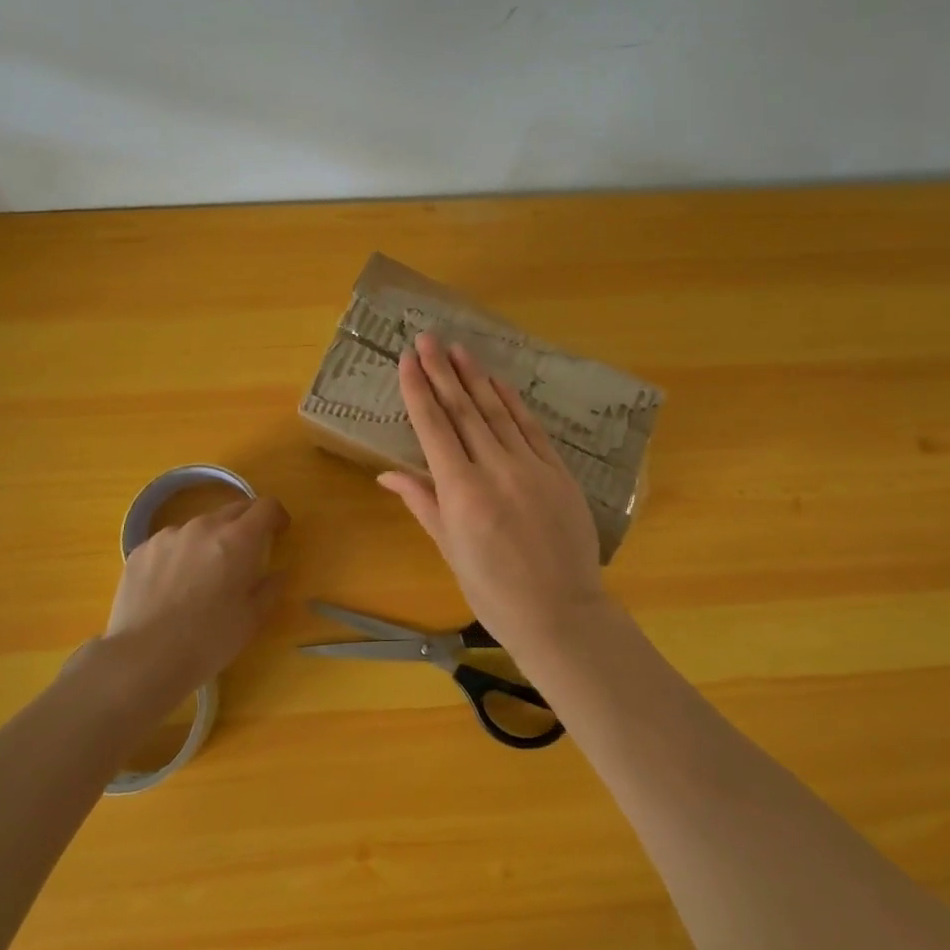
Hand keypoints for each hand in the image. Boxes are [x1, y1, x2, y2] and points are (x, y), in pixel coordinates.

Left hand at [99, 495, 288, 708]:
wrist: (143, 659)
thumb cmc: (207, 641)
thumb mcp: (252, 619)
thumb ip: (270, 588)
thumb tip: (278, 573)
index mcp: (237, 539)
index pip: (266, 506)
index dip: (277, 516)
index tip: (278, 533)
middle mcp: (203, 527)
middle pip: (233, 510)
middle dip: (245, 527)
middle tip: (244, 557)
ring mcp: (169, 535)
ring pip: (199, 527)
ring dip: (209, 542)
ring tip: (202, 576)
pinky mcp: (142, 549)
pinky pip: (170, 543)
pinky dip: (179, 555)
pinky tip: (172, 587)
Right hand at [379, 332, 606, 656]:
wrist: (560, 612)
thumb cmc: (493, 590)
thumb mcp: (449, 549)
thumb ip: (423, 502)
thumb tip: (388, 473)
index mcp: (461, 491)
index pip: (434, 427)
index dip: (418, 389)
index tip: (407, 359)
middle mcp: (495, 469)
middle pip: (463, 409)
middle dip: (442, 371)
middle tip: (428, 338)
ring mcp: (531, 466)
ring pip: (497, 411)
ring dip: (476, 377)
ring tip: (458, 348)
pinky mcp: (558, 471)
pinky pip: (531, 428)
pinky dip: (513, 402)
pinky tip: (499, 382)